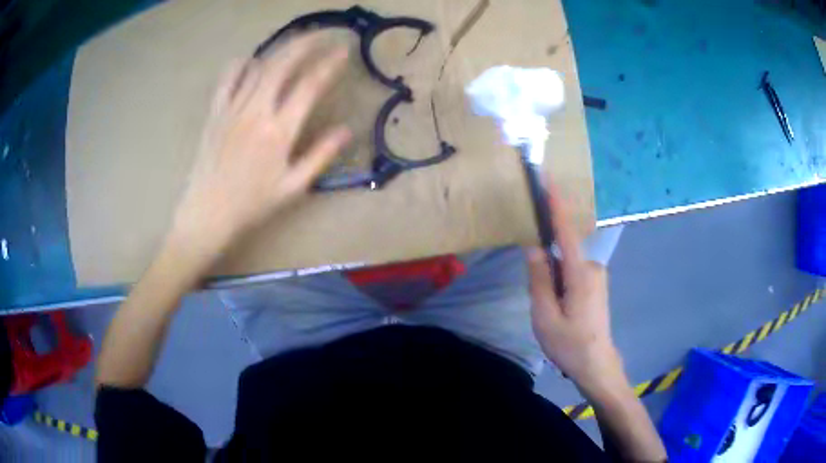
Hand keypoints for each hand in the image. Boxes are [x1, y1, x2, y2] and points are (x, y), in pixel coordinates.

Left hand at [169, 33, 350, 261]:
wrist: (207, 214)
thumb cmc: (252, 204)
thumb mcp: (293, 187)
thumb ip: (321, 155)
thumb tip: (346, 130)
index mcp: (279, 131)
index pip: (309, 85)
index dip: (329, 64)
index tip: (343, 50)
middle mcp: (255, 111)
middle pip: (283, 63)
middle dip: (307, 43)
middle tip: (325, 34)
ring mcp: (232, 108)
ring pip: (259, 65)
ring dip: (281, 49)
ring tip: (297, 42)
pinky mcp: (215, 112)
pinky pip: (228, 77)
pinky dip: (243, 64)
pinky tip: (253, 62)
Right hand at [526, 189, 624, 394]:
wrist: (596, 364)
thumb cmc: (569, 343)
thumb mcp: (544, 315)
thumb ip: (539, 278)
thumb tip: (534, 246)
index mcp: (580, 273)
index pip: (566, 232)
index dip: (556, 205)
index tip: (548, 179)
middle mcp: (593, 267)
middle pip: (561, 253)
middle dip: (545, 268)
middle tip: (542, 303)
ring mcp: (597, 275)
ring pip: (565, 265)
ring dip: (552, 281)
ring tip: (552, 312)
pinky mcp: (596, 283)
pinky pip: (572, 272)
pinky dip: (560, 283)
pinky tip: (560, 309)